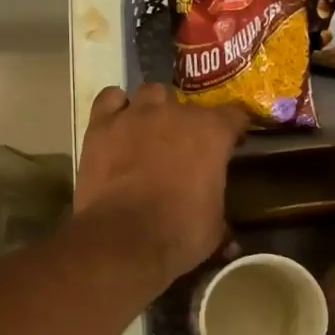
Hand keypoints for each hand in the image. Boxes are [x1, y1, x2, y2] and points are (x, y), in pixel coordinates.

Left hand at [76, 84, 248, 281]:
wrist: (123, 238)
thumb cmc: (178, 233)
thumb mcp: (213, 230)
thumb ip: (221, 220)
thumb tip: (230, 240)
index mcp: (212, 133)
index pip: (234, 116)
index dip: (233, 130)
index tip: (231, 145)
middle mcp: (175, 113)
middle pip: (187, 105)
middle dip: (188, 124)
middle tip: (183, 149)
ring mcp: (135, 114)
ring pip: (150, 94)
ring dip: (154, 109)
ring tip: (149, 132)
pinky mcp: (101, 125)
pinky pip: (109, 99)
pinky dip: (115, 108)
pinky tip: (117, 124)